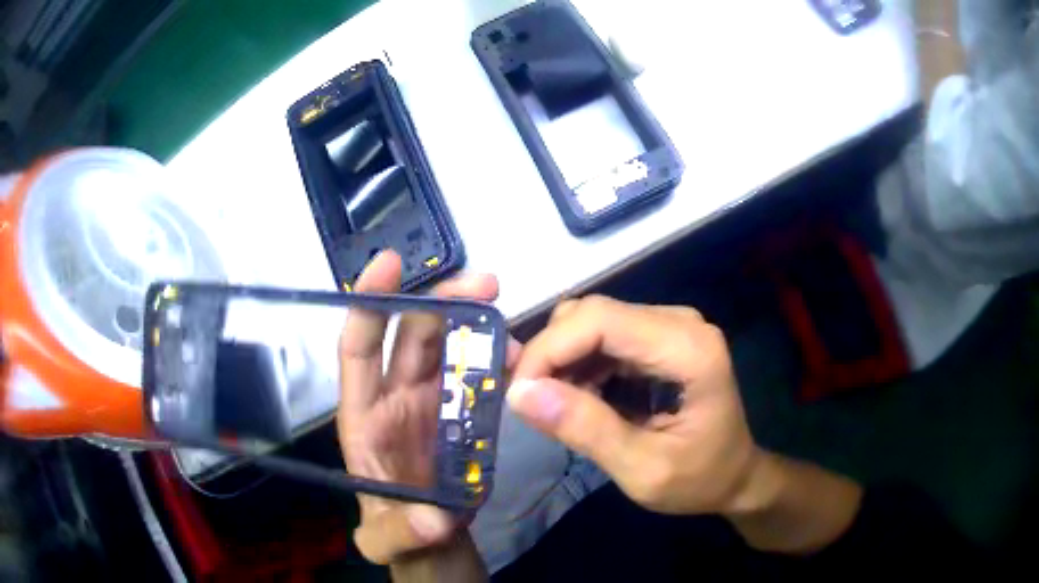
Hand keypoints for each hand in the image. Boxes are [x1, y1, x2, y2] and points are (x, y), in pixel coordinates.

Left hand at [338, 250, 507, 565]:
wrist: (432, 538)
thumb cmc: (397, 532)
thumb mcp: (388, 539)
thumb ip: (403, 530)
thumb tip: (435, 518)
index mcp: (365, 416)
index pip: (359, 349)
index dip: (369, 304)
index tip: (389, 263)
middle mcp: (395, 397)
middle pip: (414, 335)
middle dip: (442, 301)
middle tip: (486, 284)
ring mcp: (431, 402)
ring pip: (449, 347)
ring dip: (475, 322)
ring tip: (506, 311)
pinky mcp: (463, 413)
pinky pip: (479, 375)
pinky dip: (497, 359)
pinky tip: (519, 355)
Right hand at [508, 295, 761, 515]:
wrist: (735, 476)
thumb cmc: (699, 479)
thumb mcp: (642, 470)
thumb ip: (586, 430)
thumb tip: (520, 393)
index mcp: (689, 349)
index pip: (600, 321)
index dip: (549, 349)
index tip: (519, 394)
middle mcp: (680, 323)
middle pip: (593, 314)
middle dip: (552, 355)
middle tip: (533, 405)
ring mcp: (671, 326)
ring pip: (592, 321)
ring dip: (564, 361)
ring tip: (561, 408)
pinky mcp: (660, 336)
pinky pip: (604, 335)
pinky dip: (580, 364)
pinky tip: (582, 399)